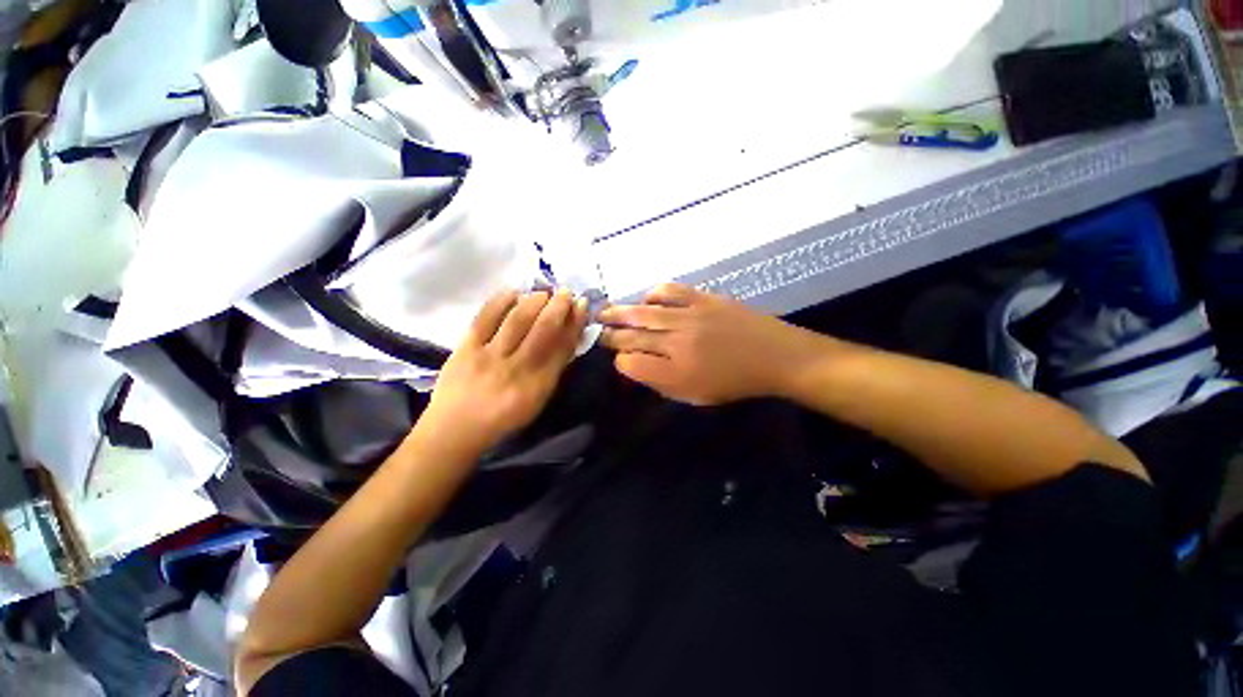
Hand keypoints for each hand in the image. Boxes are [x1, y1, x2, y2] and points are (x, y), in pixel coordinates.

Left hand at [418, 289, 587, 455]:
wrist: (455, 430)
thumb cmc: (503, 418)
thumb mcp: (538, 400)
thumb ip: (553, 370)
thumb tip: (567, 336)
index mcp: (539, 385)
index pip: (563, 347)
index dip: (574, 322)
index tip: (581, 305)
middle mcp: (517, 369)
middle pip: (543, 329)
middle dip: (558, 306)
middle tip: (565, 292)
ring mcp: (489, 357)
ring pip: (517, 320)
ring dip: (534, 300)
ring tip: (543, 292)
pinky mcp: (465, 349)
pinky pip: (484, 318)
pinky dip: (500, 301)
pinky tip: (513, 292)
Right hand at [599, 283, 824, 405]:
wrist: (775, 356)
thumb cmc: (734, 382)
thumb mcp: (696, 396)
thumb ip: (661, 382)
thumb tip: (636, 365)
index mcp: (676, 373)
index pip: (631, 364)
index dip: (620, 362)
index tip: (620, 360)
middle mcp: (677, 343)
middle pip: (631, 335)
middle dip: (610, 335)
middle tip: (597, 331)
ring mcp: (689, 316)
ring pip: (642, 311)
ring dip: (619, 311)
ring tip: (605, 312)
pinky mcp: (702, 298)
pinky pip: (668, 291)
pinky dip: (651, 295)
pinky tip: (646, 300)